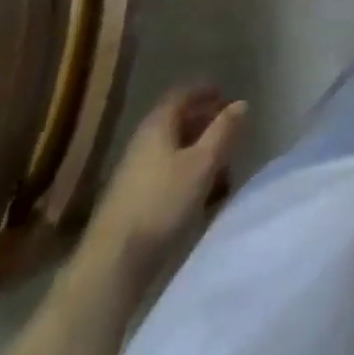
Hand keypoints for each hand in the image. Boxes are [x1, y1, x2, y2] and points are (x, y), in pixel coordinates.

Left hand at [88, 86, 246, 276]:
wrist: (113, 262)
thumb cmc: (163, 203)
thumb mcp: (203, 163)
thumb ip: (223, 131)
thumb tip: (241, 103)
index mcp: (158, 124)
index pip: (182, 94)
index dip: (205, 91)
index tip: (226, 95)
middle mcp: (142, 140)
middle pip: (176, 120)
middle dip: (204, 120)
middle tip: (228, 127)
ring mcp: (133, 170)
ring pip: (171, 147)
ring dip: (196, 147)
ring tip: (220, 160)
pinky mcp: (131, 198)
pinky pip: (164, 170)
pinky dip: (185, 169)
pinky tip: (198, 189)